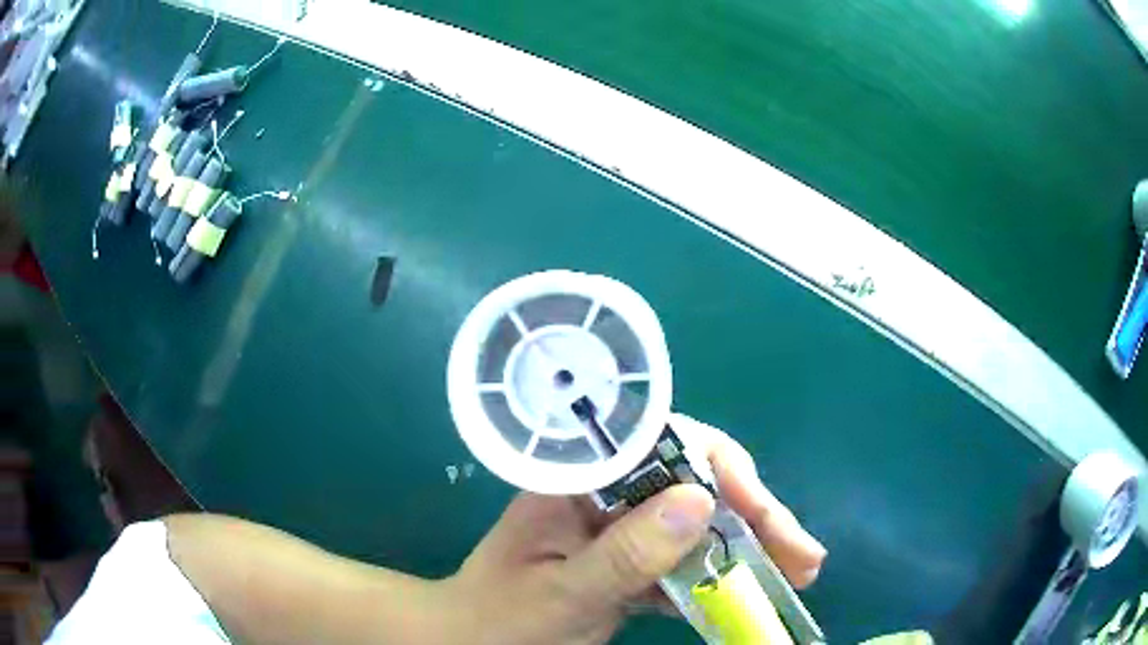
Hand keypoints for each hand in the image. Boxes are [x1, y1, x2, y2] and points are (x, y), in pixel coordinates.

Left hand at [439, 414, 826, 644]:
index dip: (718, 467)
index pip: (659, 442)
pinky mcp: (629, 563)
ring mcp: (620, 530)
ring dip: (750, 546)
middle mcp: (605, 494)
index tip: (756, 508)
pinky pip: (684, 561)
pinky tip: (753, 590)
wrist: (469, 641)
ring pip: (698, 523)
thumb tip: (700, 500)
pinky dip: (719, 576)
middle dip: (753, 514)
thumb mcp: (564, 593)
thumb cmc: (500, 619)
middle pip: (693, 483)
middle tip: (802, 553)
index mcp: (578, 481)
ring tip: (799, 570)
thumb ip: (626, 553)